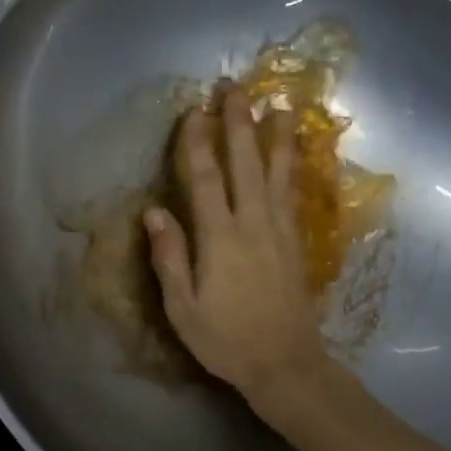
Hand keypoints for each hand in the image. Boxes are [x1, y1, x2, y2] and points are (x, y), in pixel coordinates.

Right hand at [144, 89, 330, 410]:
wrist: (286, 363)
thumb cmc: (225, 340)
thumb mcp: (183, 308)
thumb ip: (170, 257)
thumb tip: (154, 211)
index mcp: (220, 239)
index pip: (206, 179)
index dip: (198, 142)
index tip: (194, 110)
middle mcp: (253, 224)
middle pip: (246, 163)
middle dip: (239, 123)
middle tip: (235, 87)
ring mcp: (280, 231)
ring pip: (277, 172)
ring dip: (276, 135)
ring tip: (279, 103)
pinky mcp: (296, 242)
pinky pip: (293, 193)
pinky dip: (292, 166)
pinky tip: (293, 152)